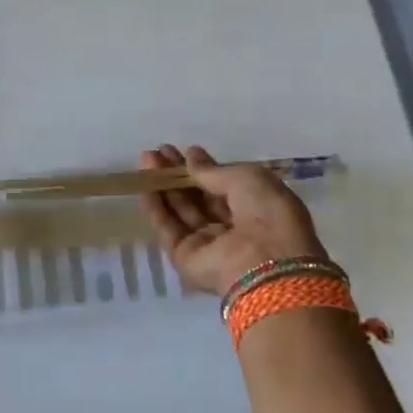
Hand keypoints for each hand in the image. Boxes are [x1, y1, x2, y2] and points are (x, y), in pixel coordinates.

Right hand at [139, 144, 328, 297]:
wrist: (264, 262)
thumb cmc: (267, 214)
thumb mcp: (247, 178)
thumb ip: (214, 171)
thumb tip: (191, 157)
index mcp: (257, 209)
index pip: (224, 186)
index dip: (204, 169)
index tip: (184, 150)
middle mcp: (232, 228)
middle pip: (200, 198)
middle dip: (179, 174)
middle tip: (158, 151)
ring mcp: (208, 245)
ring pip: (181, 211)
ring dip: (164, 185)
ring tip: (146, 159)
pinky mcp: (185, 257)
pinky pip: (168, 228)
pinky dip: (156, 207)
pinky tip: (144, 185)